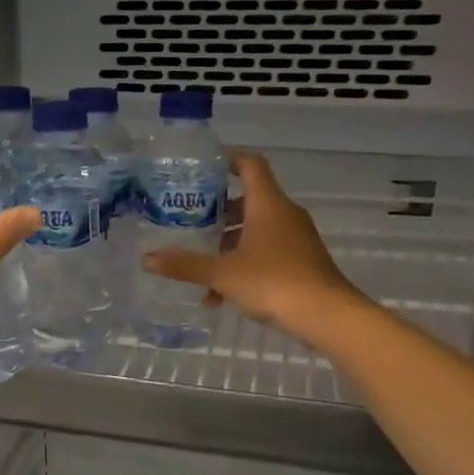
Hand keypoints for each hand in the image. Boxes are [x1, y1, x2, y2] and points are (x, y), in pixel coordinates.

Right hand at [141, 152, 361, 342]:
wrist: (326, 315)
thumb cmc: (273, 281)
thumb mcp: (222, 274)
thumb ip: (185, 265)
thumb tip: (147, 259)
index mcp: (267, 204)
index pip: (250, 165)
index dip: (229, 160)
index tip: (205, 166)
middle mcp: (284, 214)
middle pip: (249, 200)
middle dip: (219, 212)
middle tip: (192, 221)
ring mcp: (296, 238)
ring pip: (256, 231)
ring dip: (228, 245)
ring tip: (201, 266)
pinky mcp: (302, 262)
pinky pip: (266, 253)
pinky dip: (244, 265)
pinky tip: (220, 296)